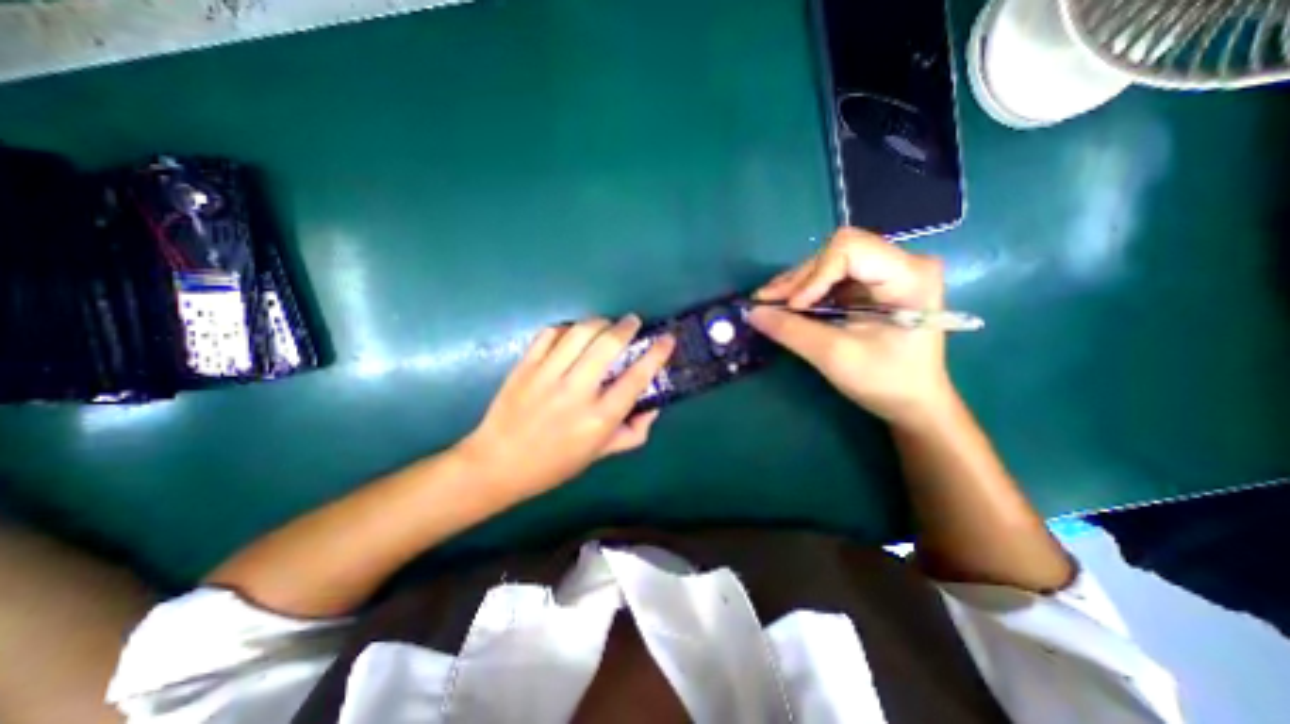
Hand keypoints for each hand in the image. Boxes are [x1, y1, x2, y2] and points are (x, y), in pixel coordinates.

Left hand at [456, 315, 675, 498]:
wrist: (497, 464)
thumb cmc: (554, 464)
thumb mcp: (600, 454)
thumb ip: (633, 432)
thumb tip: (652, 407)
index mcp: (599, 418)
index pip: (636, 378)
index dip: (657, 354)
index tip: (667, 339)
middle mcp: (576, 392)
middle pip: (608, 345)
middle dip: (626, 327)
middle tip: (633, 322)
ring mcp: (547, 376)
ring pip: (580, 332)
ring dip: (599, 322)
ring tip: (606, 324)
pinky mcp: (524, 366)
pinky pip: (550, 333)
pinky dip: (567, 328)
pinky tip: (572, 334)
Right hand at [748, 230, 954, 427]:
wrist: (912, 401)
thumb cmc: (885, 381)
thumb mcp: (834, 356)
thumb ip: (792, 331)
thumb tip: (752, 313)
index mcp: (909, 275)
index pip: (850, 249)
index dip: (814, 275)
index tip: (793, 307)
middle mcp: (901, 263)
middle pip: (836, 252)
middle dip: (799, 279)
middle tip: (767, 303)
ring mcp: (887, 272)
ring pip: (829, 262)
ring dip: (797, 284)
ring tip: (770, 303)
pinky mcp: (871, 285)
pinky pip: (831, 276)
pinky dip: (806, 290)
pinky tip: (787, 305)